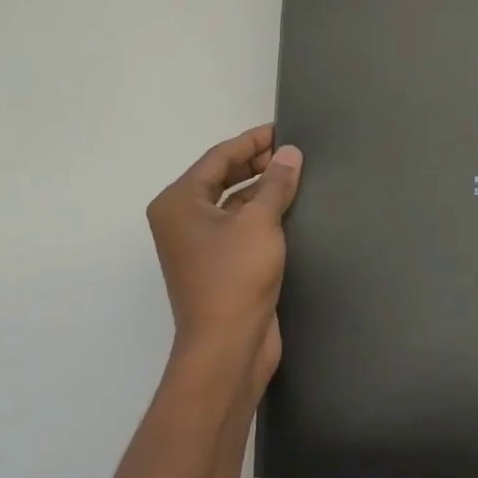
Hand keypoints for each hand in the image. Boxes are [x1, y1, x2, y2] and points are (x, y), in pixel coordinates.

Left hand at [145, 125, 302, 391]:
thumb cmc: (235, 277)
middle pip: (222, 177)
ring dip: (262, 188)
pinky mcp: (219, 266)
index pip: (219, 157)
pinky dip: (262, 214)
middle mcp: (182, 219)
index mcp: (179, 202)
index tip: (283, 129)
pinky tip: (291, 208)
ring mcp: (199, 245)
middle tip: (293, 150)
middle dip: (257, 163)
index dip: (252, 141)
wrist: (227, 349)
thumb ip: (275, 183)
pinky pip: (240, 226)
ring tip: (297, 174)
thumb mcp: (259, 222)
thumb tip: (289, 152)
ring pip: (233, 203)